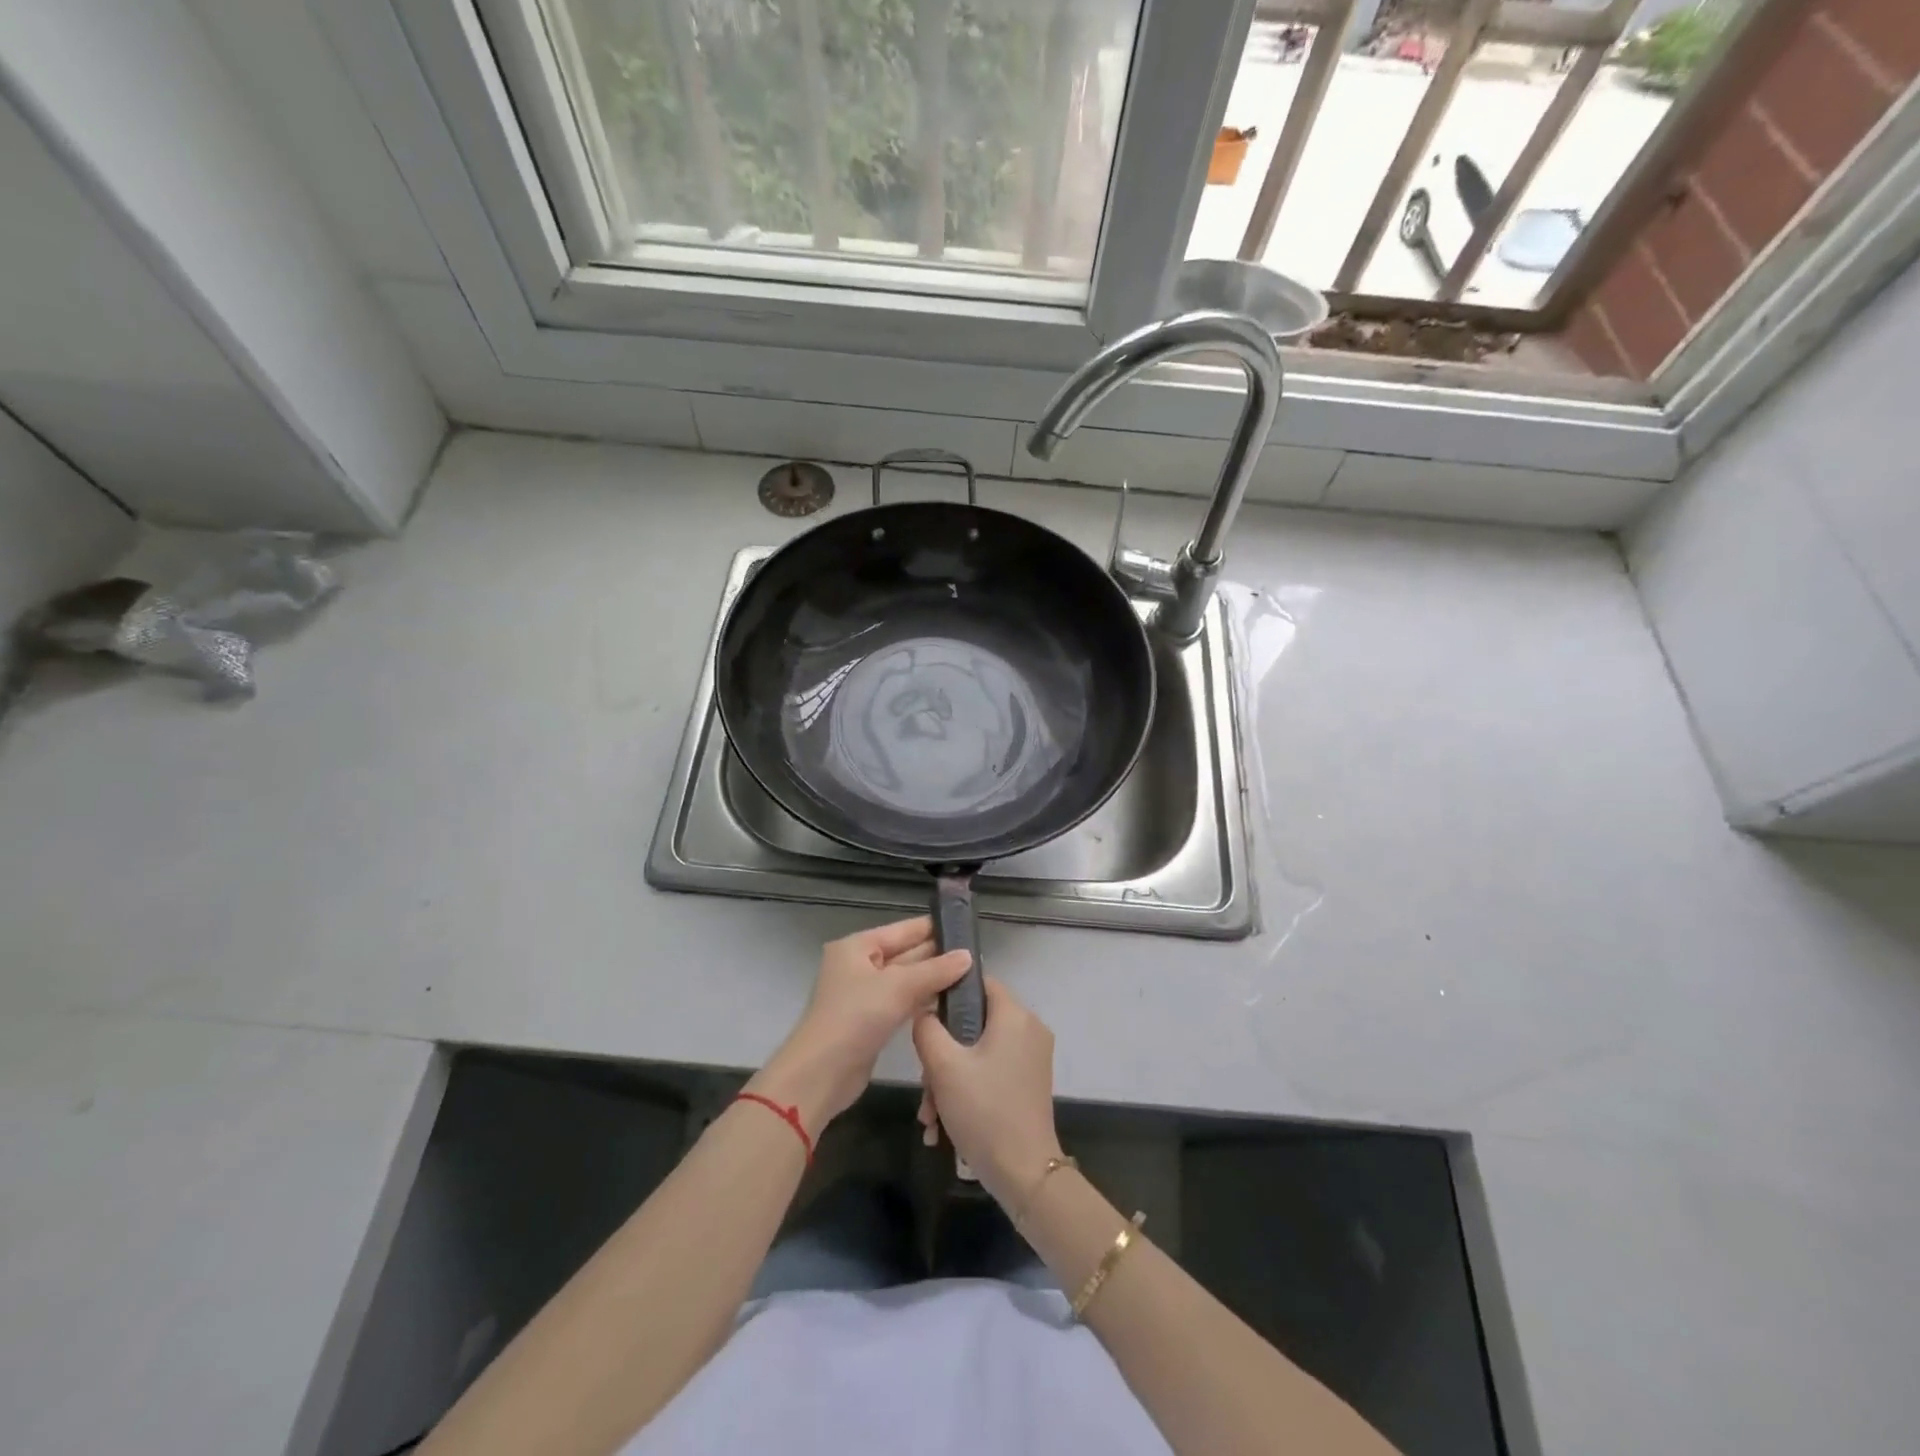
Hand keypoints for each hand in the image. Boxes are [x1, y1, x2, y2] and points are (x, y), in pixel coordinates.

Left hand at [749, 916, 972, 1136]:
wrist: (821, 1074)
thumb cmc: (856, 1017)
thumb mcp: (898, 987)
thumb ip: (935, 970)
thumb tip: (968, 956)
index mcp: (857, 947)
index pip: (903, 929)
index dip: (934, 928)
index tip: (968, 928)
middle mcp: (859, 966)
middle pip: (905, 954)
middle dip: (938, 956)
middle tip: (977, 956)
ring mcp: (864, 995)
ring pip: (906, 980)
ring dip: (933, 980)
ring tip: (971, 977)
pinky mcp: (871, 1022)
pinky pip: (902, 1002)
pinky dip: (922, 1001)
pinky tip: (949, 1002)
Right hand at [913, 977, 1063, 1208]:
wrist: (1024, 1174)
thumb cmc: (984, 1110)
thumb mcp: (943, 1066)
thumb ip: (927, 1028)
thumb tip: (925, 1011)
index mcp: (1015, 1015)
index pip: (979, 982)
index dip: (948, 993)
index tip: (924, 1018)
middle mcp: (1029, 1029)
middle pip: (974, 1023)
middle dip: (942, 1054)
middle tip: (925, 1085)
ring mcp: (1031, 1058)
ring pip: (978, 1052)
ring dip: (948, 1080)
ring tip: (929, 1116)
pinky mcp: (1028, 1083)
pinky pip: (990, 1072)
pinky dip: (967, 1090)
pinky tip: (942, 1126)